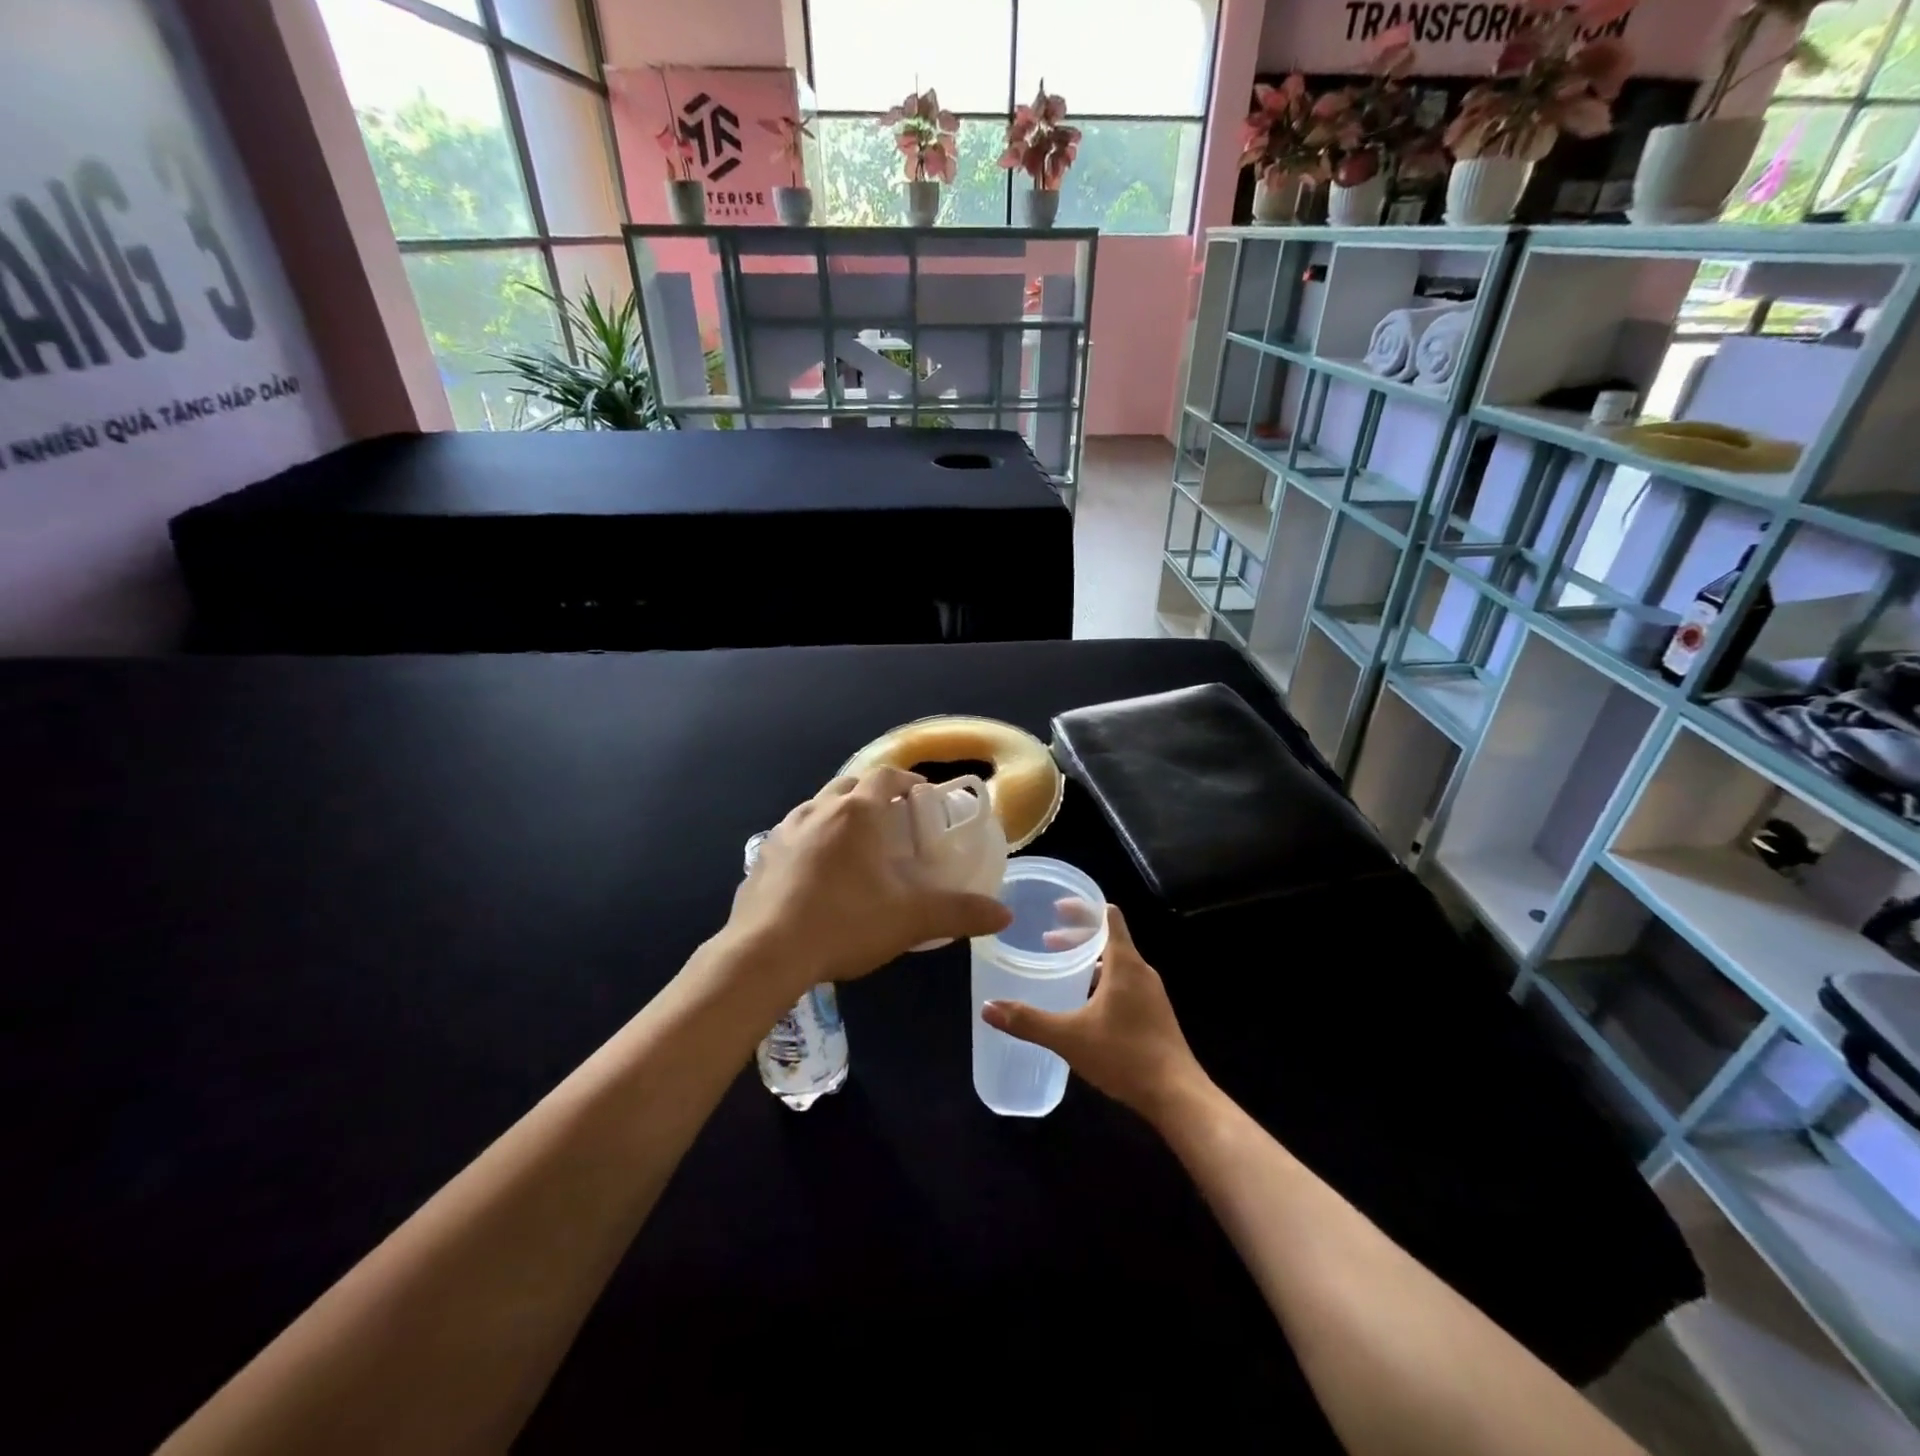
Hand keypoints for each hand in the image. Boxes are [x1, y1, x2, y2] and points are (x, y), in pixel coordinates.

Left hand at [725, 768, 1011, 992]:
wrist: (764, 954)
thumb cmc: (845, 923)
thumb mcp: (910, 919)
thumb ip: (959, 913)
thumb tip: (1004, 915)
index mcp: (855, 812)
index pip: (885, 776)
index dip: (906, 781)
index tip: (921, 797)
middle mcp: (817, 810)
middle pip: (849, 785)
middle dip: (872, 795)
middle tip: (892, 822)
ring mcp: (783, 832)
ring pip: (817, 808)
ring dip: (839, 816)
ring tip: (855, 848)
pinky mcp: (761, 858)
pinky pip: (794, 836)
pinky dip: (811, 842)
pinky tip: (817, 875)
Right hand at [981, 905, 1206, 1122]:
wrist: (1177, 1095)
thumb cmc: (1124, 1055)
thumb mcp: (1069, 1037)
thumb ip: (1028, 1021)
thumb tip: (988, 1007)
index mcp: (1125, 964)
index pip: (1107, 916)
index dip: (1083, 908)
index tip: (1057, 908)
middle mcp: (1141, 971)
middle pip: (1109, 939)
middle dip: (1078, 936)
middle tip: (1047, 941)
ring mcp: (1152, 994)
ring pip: (1117, 964)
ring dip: (1090, 961)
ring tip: (1063, 970)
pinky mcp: (1155, 1015)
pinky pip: (1125, 984)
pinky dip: (1103, 981)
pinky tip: (1085, 1005)